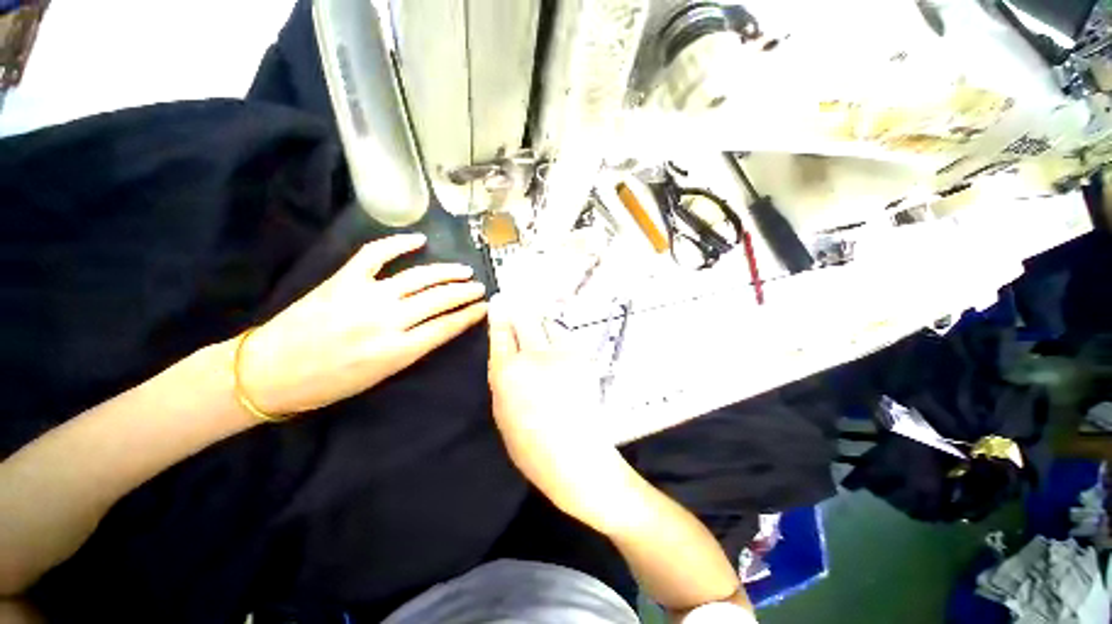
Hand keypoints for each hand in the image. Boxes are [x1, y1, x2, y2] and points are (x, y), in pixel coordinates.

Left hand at [240, 234, 487, 415]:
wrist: (270, 372)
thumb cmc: (329, 382)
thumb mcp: (381, 375)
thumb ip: (414, 348)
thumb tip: (440, 326)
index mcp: (397, 350)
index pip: (446, 327)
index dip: (469, 315)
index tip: (484, 308)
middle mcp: (387, 320)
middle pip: (439, 299)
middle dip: (465, 292)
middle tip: (480, 287)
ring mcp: (365, 296)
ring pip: (418, 277)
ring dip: (446, 272)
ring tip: (464, 270)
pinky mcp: (343, 280)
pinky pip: (376, 254)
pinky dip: (399, 244)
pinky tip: (419, 240)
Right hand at [487, 296, 629, 528]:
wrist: (579, 457)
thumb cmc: (532, 447)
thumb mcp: (502, 414)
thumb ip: (502, 378)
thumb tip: (506, 354)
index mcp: (508, 373)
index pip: (501, 334)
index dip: (499, 316)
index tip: (498, 301)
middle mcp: (534, 356)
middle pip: (525, 319)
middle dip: (519, 310)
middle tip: (516, 303)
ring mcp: (562, 354)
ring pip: (547, 323)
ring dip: (540, 322)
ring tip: (538, 324)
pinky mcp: (582, 356)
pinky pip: (565, 335)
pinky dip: (557, 334)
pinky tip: (556, 342)